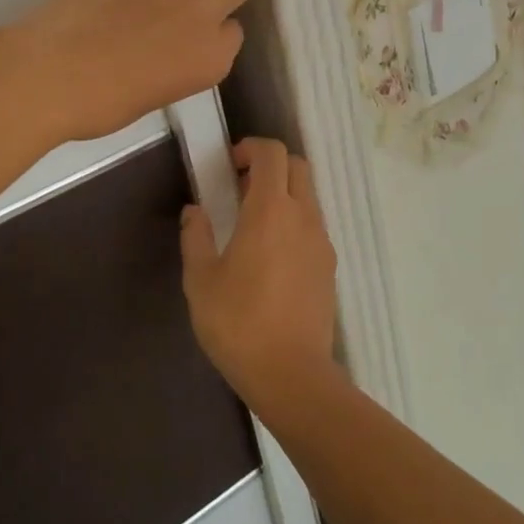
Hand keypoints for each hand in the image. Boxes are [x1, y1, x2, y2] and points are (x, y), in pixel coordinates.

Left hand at [12, 0, 247, 143]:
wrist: (51, 73)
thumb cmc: (98, 103)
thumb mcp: (154, 96)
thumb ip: (179, 67)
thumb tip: (173, 49)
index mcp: (212, 61)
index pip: (233, 33)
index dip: (213, 33)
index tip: (192, 37)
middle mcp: (206, 17)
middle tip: (190, 4)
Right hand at [180, 138, 340, 417]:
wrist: (291, 375)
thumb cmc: (238, 323)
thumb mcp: (200, 280)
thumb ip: (196, 236)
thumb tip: (195, 211)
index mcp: (270, 210)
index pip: (272, 154)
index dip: (251, 148)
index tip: (229, 165)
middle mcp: (302, 216)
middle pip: (297, 166)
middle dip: (270, 165)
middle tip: (241, 188)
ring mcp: (321, 241)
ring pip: (308, 195)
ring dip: (283, 193)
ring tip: (253, 224)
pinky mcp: (329, 265)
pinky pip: (313, 224)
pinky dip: (294, 220)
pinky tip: (271, 255)